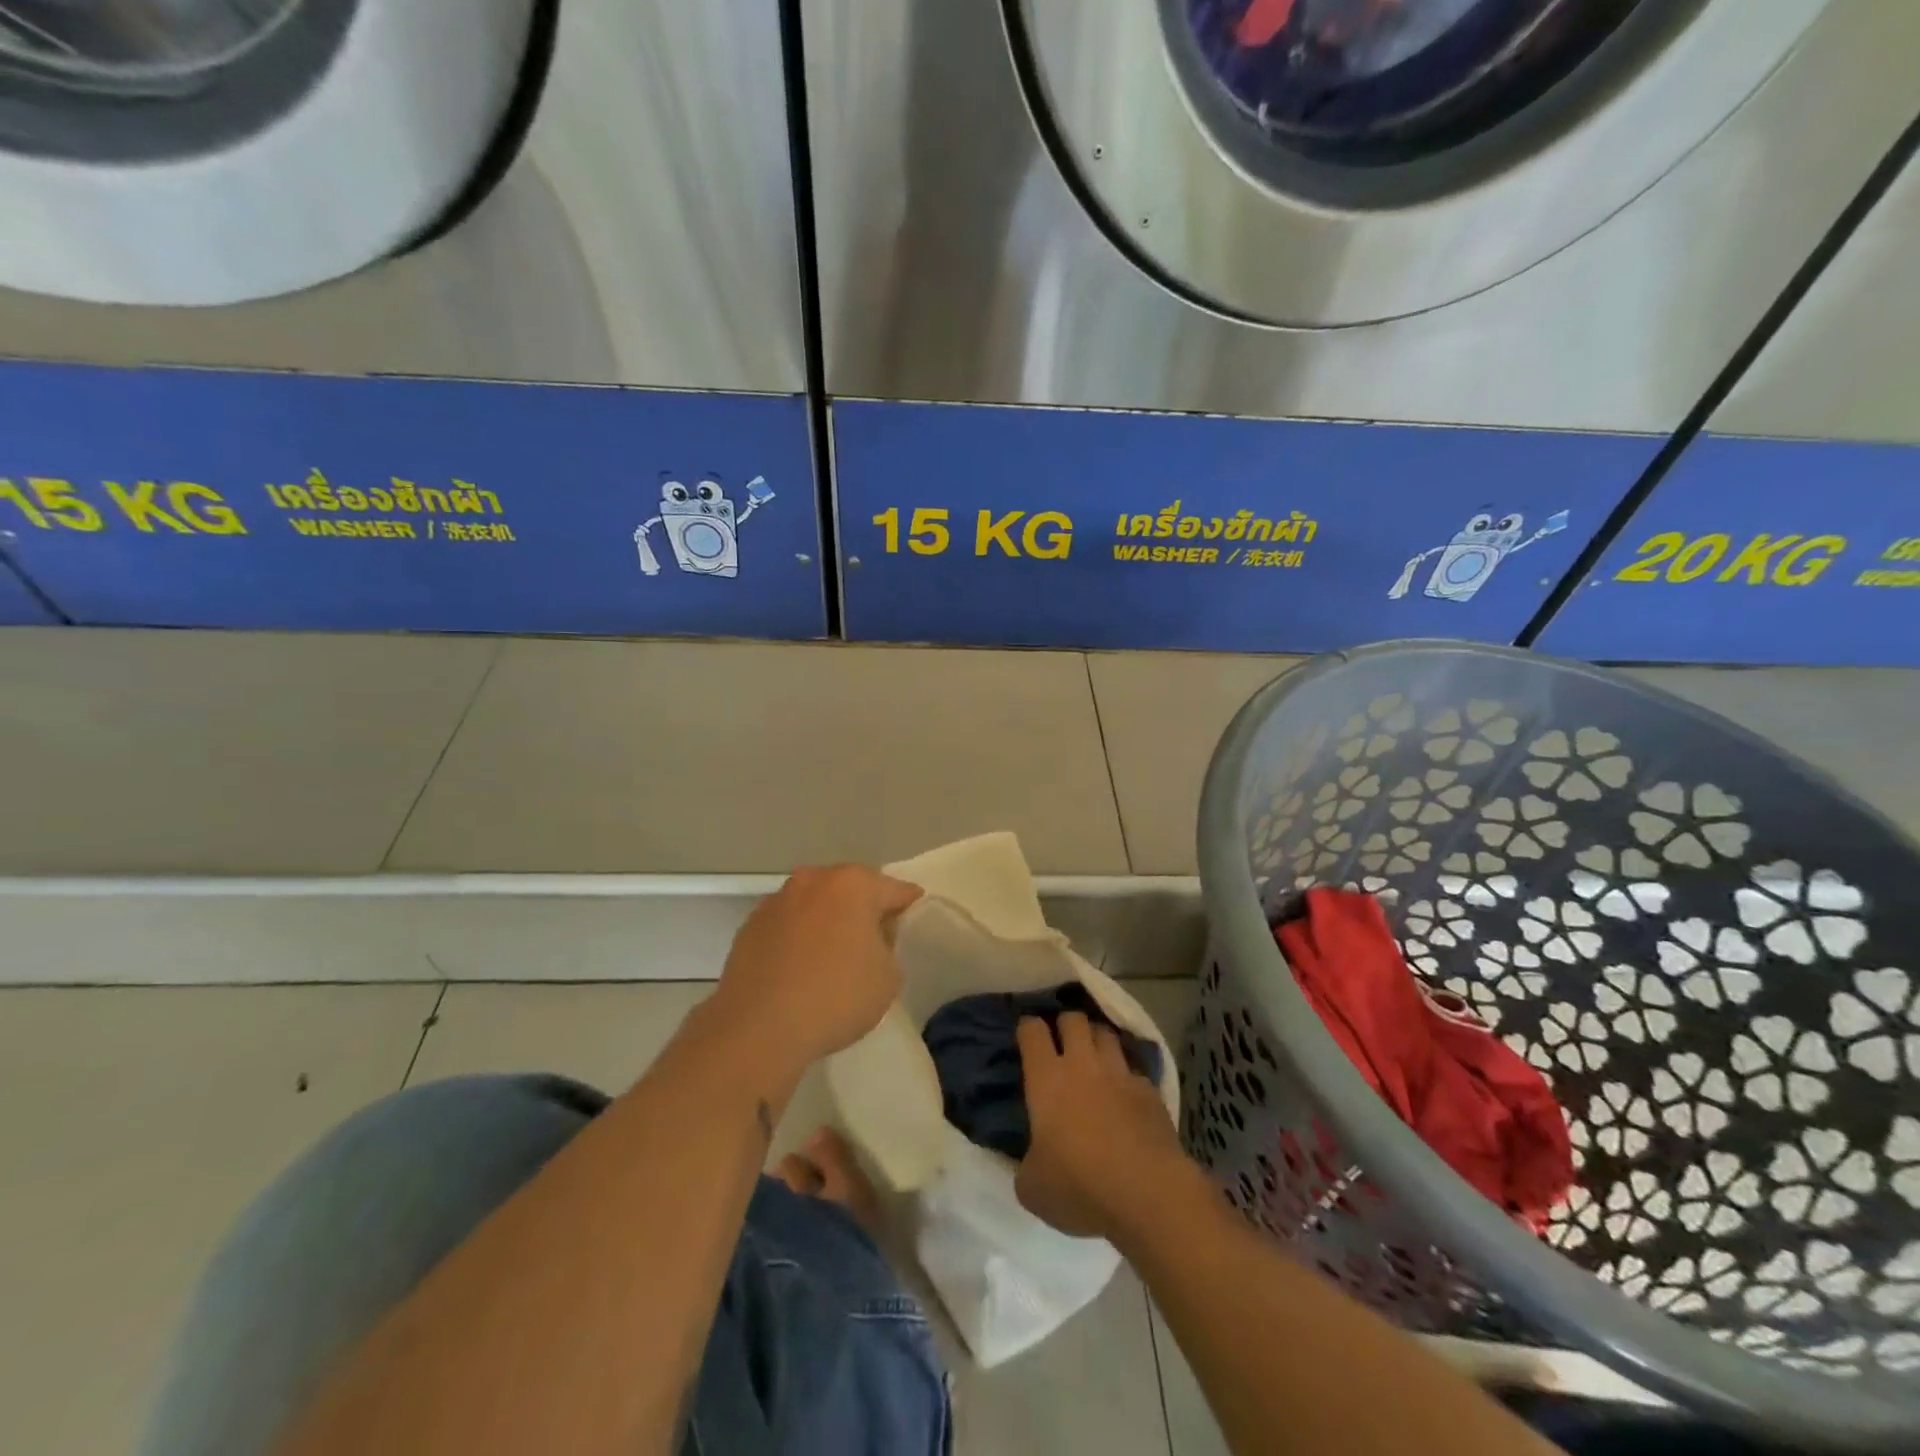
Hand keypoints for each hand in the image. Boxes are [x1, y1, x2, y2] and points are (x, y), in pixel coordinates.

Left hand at [709, 865, 920, 1072]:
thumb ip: (888, 946)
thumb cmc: (836, 996)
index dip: (908, 904)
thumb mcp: (888, 977)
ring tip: (834, 956)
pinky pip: (788, 925)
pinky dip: (798, 938)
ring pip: (815, 904)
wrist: (758, 1028)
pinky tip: (801, 968)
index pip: (894, 889)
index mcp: (853, 884)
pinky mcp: (750, 926)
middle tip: (875, 939)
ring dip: (827, 921)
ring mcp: (777, 901)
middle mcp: (813, 880)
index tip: (914, 918)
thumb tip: (871, 938)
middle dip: (864, 909)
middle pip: (851, 889)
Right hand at [1015, 1012, 1188, 1240]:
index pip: (1032, 1031)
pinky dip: (1127, 1076)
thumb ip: (1026, 1165)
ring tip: (1094, 1057)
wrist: (1148, 1194)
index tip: (1026, 1037)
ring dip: (1097, 1040)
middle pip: (1073, 1019)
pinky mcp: (1150, 1091)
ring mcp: (1120, 1074)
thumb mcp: (1033, 1188)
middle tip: (1062, 1043)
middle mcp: (1083, 1065)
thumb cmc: (1080, 1187)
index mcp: (1047, 1079)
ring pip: (1106, 1034)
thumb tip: (1032, 1161)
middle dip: (1066, 1024)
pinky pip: (1134, 1069)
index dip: (1028, 1029)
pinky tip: (1126, 1095)